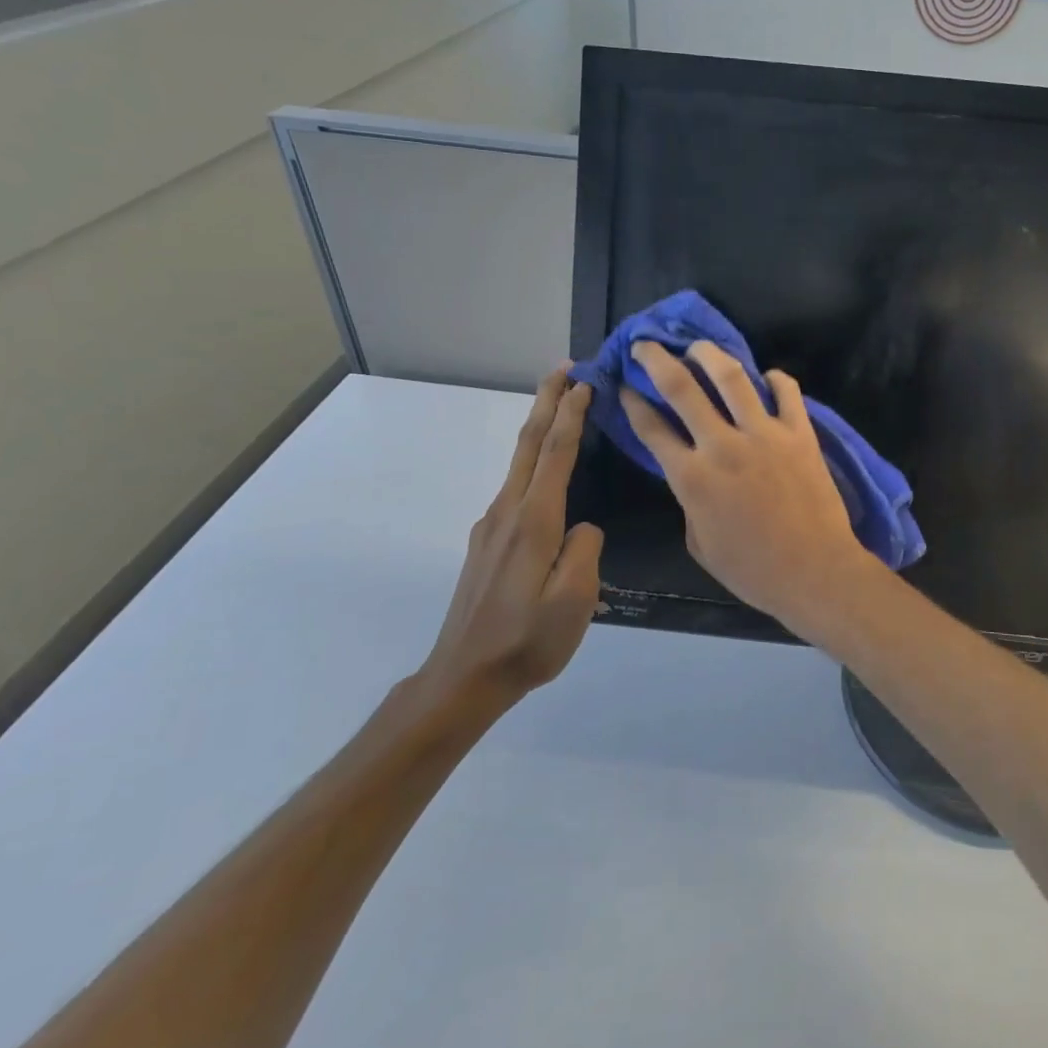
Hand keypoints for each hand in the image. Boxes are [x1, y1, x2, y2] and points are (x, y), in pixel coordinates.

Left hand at [415, 368, 603, 718]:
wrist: (462, 678)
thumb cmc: (526, 641)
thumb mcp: (574, 600)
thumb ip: (585, 550)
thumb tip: (583, 526)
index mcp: (533, 522)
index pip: (555, 454)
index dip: (571, 414)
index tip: (584, 380)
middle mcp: (507, 513)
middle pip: (529, 445)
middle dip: (547, 402)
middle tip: (564, 369)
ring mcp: (492, 527)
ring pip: (519, 463)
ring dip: (540, 427)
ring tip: (561, 406)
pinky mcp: (487, 543)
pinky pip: (515, 486)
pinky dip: (533, 459)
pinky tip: (545, 470)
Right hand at [623, 340, 882, 628]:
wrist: (813, 571)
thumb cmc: (753, 570)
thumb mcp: (700, 544)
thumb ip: (689, 502)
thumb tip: (692, 475)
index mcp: (692, 477)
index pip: (652, 428)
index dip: (633, 402)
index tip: (625, 386)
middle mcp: (723, 445)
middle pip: (682, 388)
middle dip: (657, 360)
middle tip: (646, 344)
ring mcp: (764, 434)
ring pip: (732, 377)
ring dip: (710, 354)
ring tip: (698, 346)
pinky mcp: (800, 433)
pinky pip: (787, 391)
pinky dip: (774, 378)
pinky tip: (765, 376)